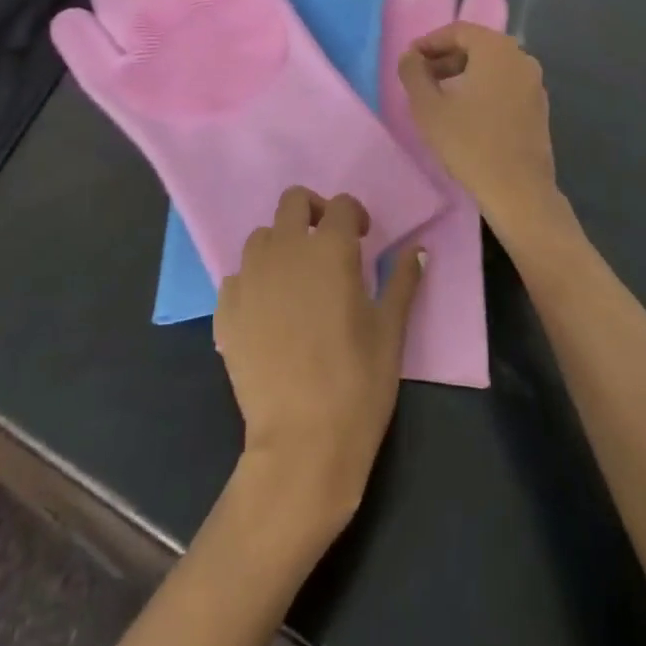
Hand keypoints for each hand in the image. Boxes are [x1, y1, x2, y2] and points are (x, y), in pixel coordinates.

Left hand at [215, 188, 423, 539]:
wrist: (301, 443)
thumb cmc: (358, 384)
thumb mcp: (390, 331)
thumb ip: (402, 282)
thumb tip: (418, 251)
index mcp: (330, 249)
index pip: (341, 206)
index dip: (355, 216)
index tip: (363, 238)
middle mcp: (286, 250)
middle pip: (293, 202)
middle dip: (312, 212)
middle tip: (327, 244)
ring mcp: (250, 277)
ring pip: (261, 237)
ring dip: (281, 245)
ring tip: (296, 280)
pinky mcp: (227, 308)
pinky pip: (238, 277)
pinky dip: (255, 282)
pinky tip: (269, 313)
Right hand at [398, 22, 567, 243]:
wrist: (518, 191)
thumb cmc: (469, 143)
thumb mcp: (428, 107)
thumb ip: (414, 73)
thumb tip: (410, 56)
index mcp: (496, 49)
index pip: (458, 31)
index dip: (430, 42)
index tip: (409, 60)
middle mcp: (520, 58)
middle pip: (477, 45)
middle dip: (446, 57)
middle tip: (421, 76)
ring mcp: (534, 82)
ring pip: (492, 65)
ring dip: (463, 72)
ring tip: (439, 94)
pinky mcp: (538, 106)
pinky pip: (505, 83)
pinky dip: (482, 87)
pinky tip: (465, 111)